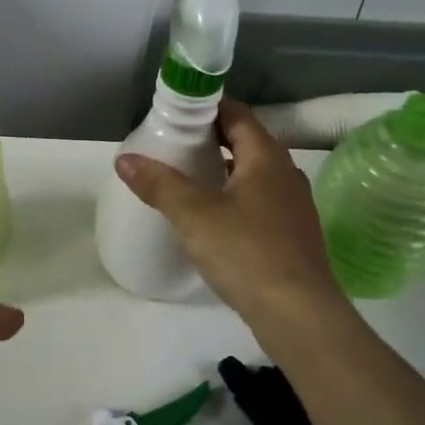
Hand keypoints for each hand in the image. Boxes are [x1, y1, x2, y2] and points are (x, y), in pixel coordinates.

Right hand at [116, 100, 339, 319]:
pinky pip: (260, 201)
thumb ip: (159, 184)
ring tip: (188, 180)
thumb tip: (124, 158)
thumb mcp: (194, 215)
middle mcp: (286, 174)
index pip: (237, 114)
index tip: (175, 114)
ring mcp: (293, 206)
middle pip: (246, 142)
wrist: (300, 316)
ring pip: (254, 174)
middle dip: (211, 139)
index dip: (207, 108)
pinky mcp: (293, 235)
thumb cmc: (247, 252)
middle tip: (174, 145)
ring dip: (224, 170)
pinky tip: (213, 219)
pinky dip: (235, 198)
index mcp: (266, 158)